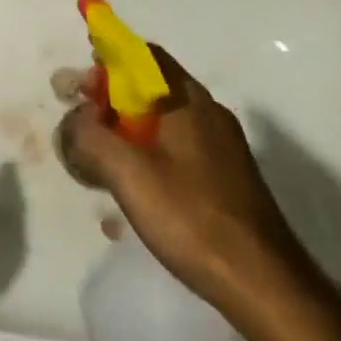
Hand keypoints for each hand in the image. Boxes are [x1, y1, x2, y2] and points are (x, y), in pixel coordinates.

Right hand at [58, 45, 325, 323]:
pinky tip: (133, 188)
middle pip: (153, 88)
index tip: (82, 80)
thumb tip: (76, 117)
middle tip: (83, 121)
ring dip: (129, 130)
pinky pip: (178, 149)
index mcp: (189, 101)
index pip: (145, 56)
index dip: (110, 59)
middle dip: (113, 98)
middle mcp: (209, 114)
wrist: (264, 283)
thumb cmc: (193, 218)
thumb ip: (92, 137)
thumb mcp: (129, 174)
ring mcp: (222, 147)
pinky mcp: (226, 178)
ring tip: (100, 157)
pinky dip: (149, 154)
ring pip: (165, 122)